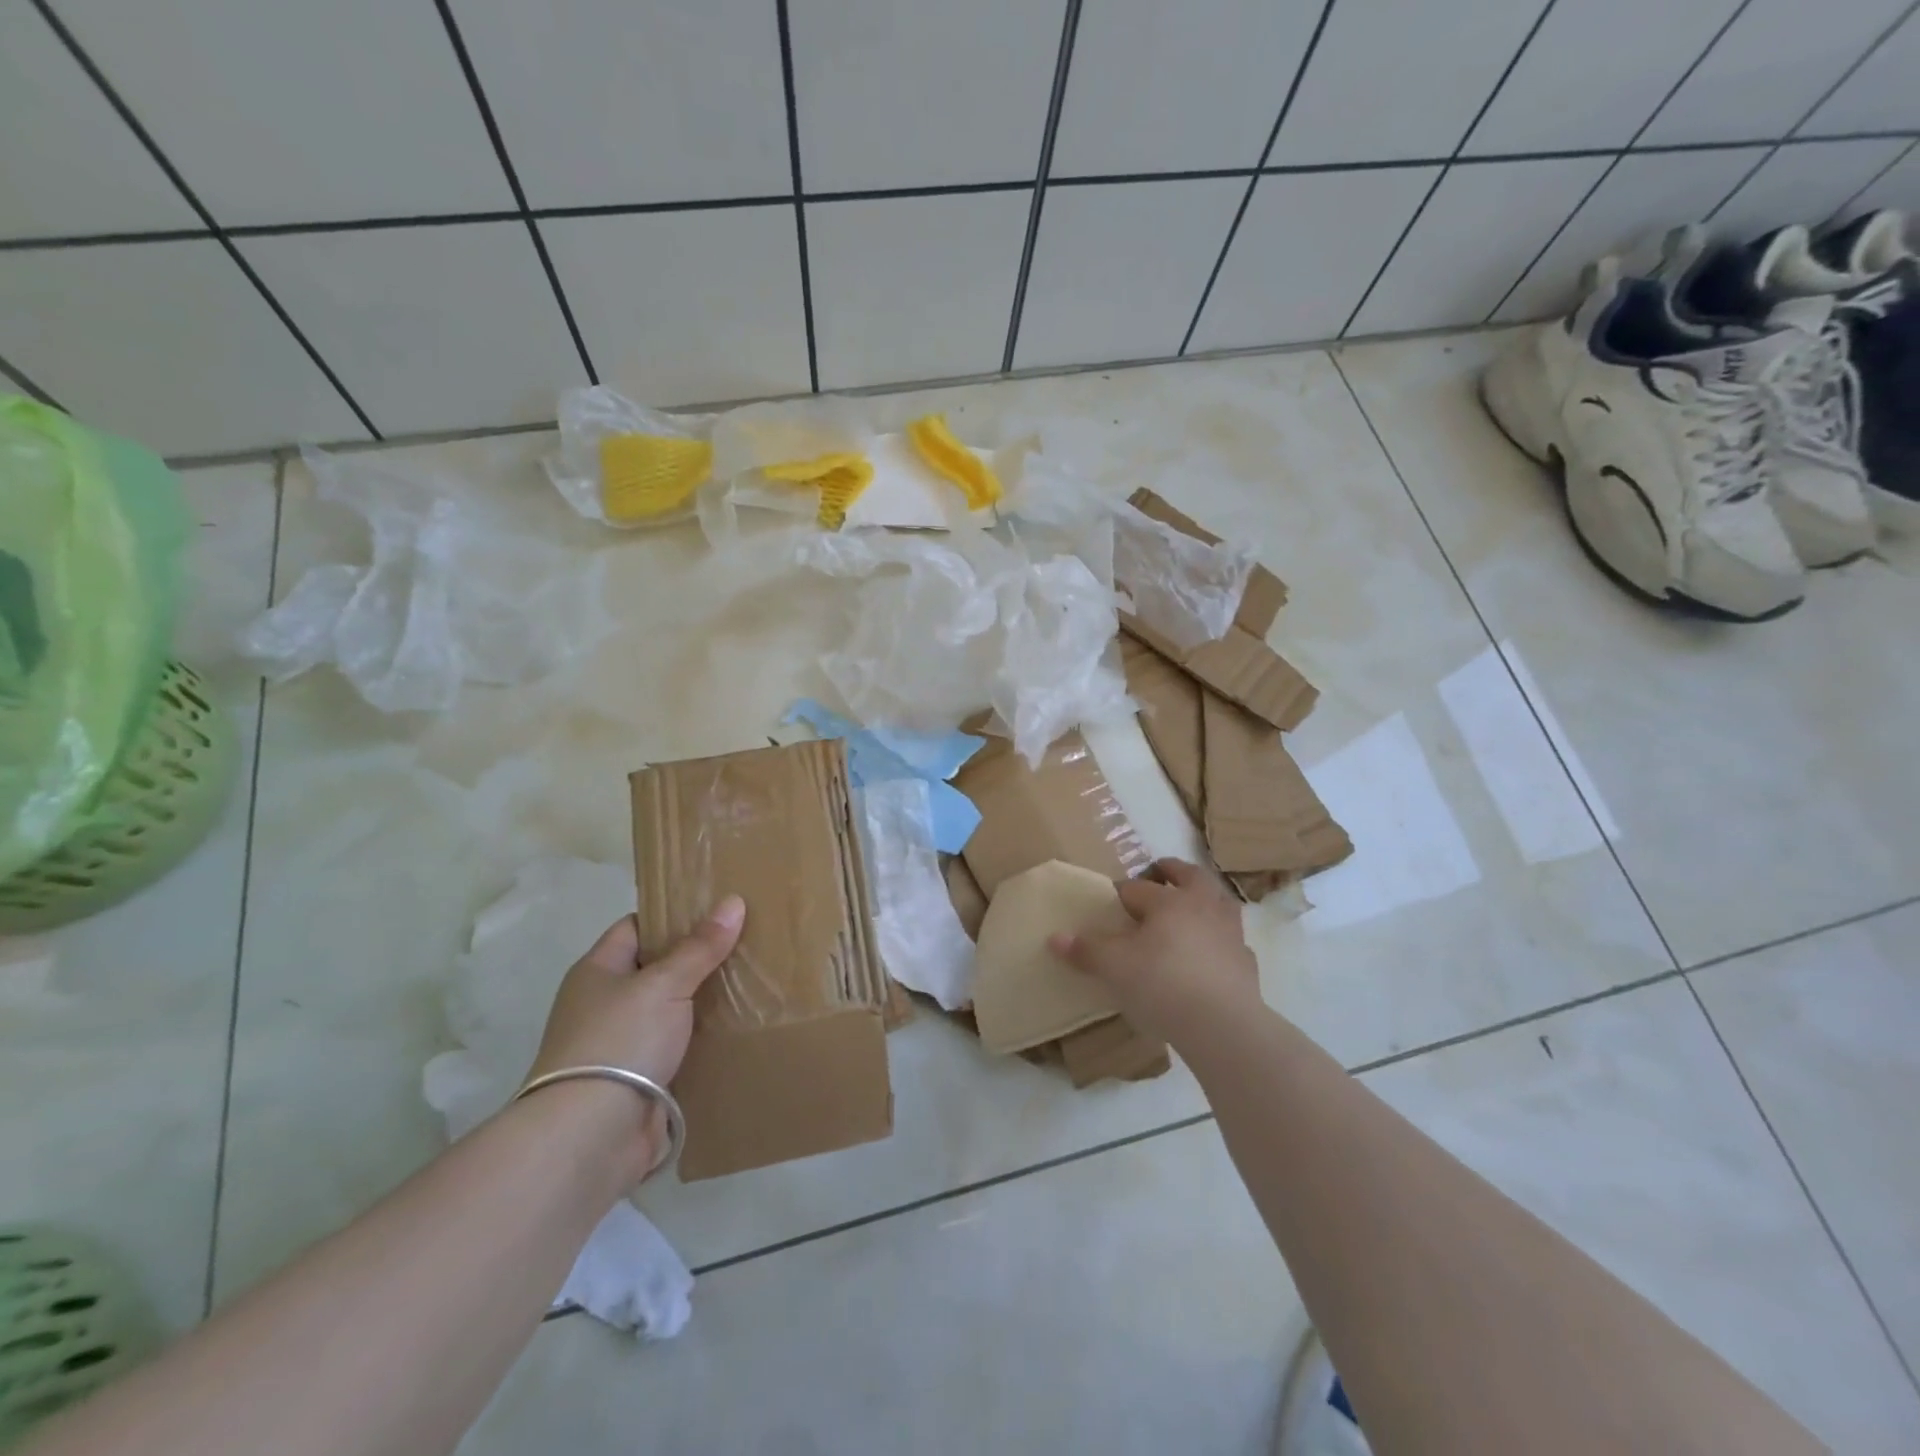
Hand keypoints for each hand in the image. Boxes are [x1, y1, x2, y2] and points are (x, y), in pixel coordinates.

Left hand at [522, 896, 744, 1179]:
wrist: (592, 1135)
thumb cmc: (619, 1041)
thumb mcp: (664, 984)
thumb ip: (700, 947)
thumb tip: (734, 901)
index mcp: (598, 971)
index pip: (637, 927)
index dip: (673, 915)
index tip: (717, 907)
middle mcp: (605, 1003)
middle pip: (658, 968)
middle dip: (698, 957)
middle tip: (746, 939)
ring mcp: (622, 1043)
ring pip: (671, 1009)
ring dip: (704, 1000)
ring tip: (753, 978)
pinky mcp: (641, 1079)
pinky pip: (678, 1046)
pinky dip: (703, 1038)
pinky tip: (739, 1025)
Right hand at [1049, 859, 1260, 1045]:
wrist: (1222, 1025)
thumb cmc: (1162, 985)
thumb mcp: (1114, 968)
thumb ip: (1086, 950)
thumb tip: (1054, 937)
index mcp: (1168, 902)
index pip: (1137, 888)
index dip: (1120, 893)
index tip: (1109, 903)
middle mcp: (1202, 907)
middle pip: (1190, 876)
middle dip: (1172, 871)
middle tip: (1160, 871)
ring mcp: (1229, 933)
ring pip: (1220, 901)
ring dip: (1205, 897)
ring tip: (1192, 904)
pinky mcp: (1245, 961)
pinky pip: (1232, 940)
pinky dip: (1220, 938)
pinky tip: (1211, 952)